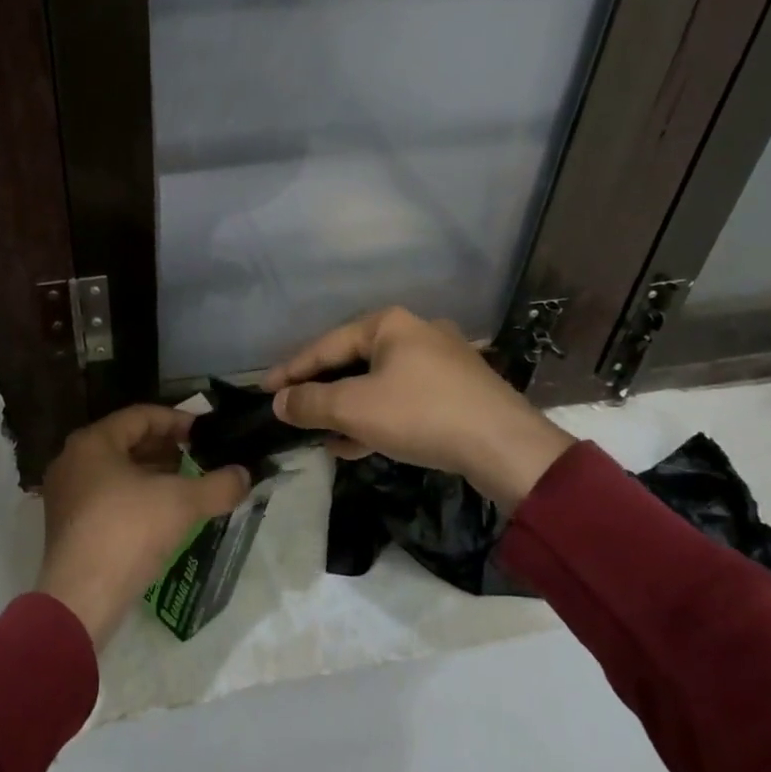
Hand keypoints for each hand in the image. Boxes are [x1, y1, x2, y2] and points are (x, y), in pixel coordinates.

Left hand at [35, 405, 250, 649]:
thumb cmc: (128, 532)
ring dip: (154, 475)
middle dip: (167, 449)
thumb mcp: (182, 503)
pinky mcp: (68, 526)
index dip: (178, 420)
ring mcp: (67, 495)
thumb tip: (245, 475)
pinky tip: (164, 515)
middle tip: (200, 458)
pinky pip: (107, 497)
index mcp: (93, 442)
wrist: (81, 598)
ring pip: (118, 471)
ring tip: (188, 485)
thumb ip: (218, 485)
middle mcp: (73, 460)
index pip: (141, 416)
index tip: (206, 433)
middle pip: (127, 442)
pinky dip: (136, 497)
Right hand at [263, 307, 574, 510]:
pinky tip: (358, 445)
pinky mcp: (457, 391)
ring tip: (323, 437)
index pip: (325, 345)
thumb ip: (311, 402)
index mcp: (389, 323)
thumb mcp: (355, 408)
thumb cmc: (421, 414)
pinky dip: (377, 418)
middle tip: (293, 412)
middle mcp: (415, 332)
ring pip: (378, 384)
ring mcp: (441, 361)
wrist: (506, 448)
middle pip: (352, 362)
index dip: (291, 370)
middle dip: (322, 392)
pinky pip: (403, 400)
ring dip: (348, 411)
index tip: (264, 391)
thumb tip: (279, 403)